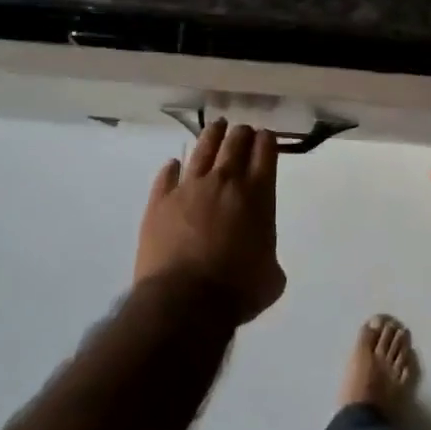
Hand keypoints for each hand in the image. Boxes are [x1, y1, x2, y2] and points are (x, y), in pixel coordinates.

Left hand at [137, 120, 284, 324]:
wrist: (185, 302)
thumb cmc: (237, 290)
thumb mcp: (271, 277)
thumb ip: (269, 258)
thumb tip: (262, 261)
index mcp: (258, 194)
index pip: (266, 152)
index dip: (267, 141)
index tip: (266, 137)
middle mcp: (225, 181)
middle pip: (235, 143)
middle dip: (242, 134)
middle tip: (243, 131)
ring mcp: (189, 188)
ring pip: (203, 149)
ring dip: (212, 136)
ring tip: (217, 127)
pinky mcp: (159, 202)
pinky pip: (167, 176)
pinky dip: (172, 169)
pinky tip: (174, 165)